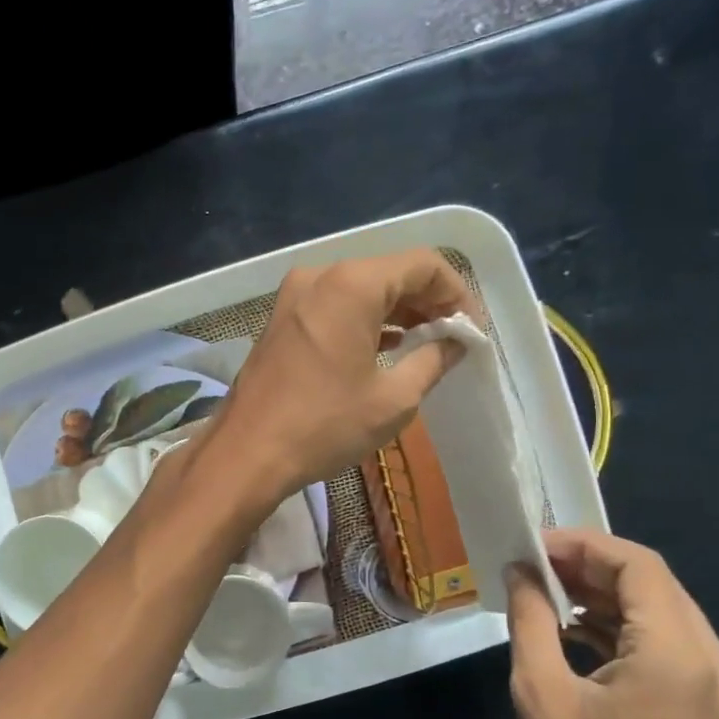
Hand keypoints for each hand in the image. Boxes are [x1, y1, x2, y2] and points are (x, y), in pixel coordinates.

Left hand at [206, 249, 474, 504]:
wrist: (246, 453)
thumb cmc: (324, 425)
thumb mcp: (393, 399)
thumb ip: (432, 360)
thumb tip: (455, 342)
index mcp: (351, 284)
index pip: (423, 265)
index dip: (456, 293)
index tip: (471, 329)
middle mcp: (320, 276)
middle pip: (389, 272)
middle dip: (427, 301)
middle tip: (453, 337)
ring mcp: (293, 296)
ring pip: (360, 289)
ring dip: (396, 310)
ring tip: (425, 343)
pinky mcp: (280, 319)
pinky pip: (333, 305)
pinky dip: (364, 320)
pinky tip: (384, 347)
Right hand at [505, 530, 718, 718]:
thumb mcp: (540, 693)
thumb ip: (532, 618)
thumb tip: (521, 571)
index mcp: (679, 658)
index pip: (639, 567)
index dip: (584, 545)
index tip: (534, 544)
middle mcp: (716, 664)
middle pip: (656, 584)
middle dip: (592, 565)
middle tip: (534, 563)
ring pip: (663, 611)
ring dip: (606, 594)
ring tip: (548, 589)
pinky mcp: (712, 708)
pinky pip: (668, 644)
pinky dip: (623, 626)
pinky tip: (576, 627)